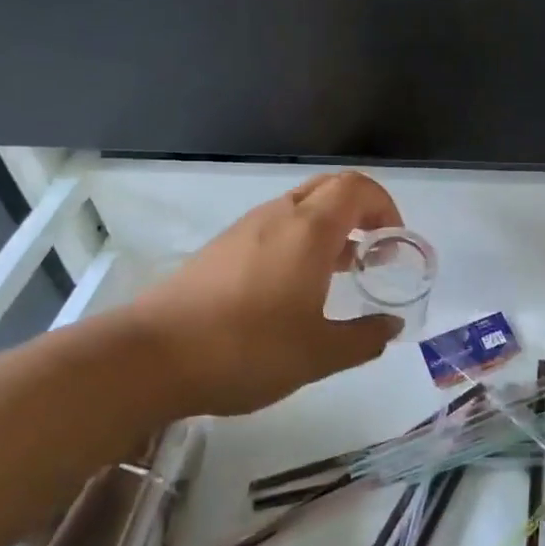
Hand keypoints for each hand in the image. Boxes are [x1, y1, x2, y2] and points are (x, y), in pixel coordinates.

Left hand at [128, 171, 404, 415]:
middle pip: (330, 188)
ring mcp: (244, 229)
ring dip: (330, 227)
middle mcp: (278, 217)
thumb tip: (392, 326)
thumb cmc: (247, 350)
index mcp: (309, 231)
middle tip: (374, 251)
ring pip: (300, 207)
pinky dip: (300, 241)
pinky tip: (296, 288)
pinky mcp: (221, 248)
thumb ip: (364, 338)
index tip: (394, 243)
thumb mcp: (319, 354)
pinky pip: (275, 227)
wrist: (150, 358)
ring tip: (341, 272)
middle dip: (361, 210)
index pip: (357, 187)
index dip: (385, 206)